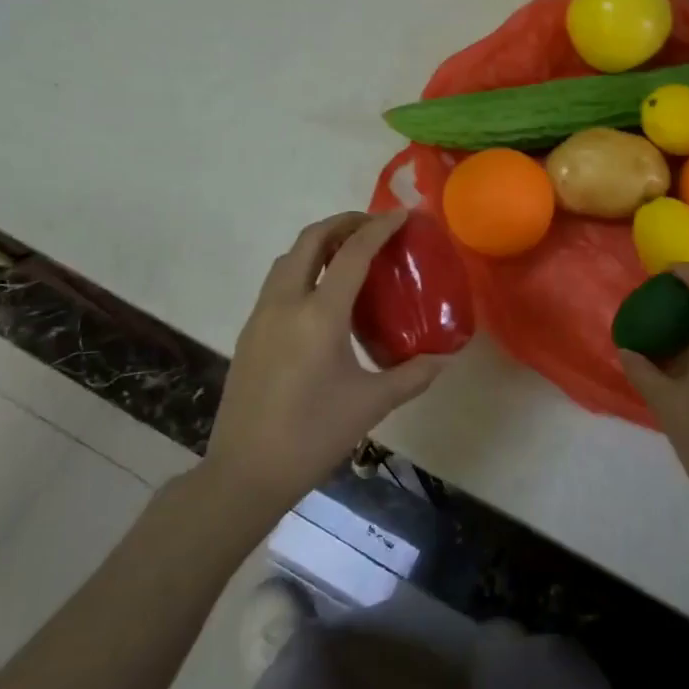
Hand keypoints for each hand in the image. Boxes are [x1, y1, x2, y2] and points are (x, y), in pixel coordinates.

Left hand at [204, 211, 449, 516]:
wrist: (245, 473)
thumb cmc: (313, 436)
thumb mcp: (371, 405)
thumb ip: (412, 376)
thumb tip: (444, 358)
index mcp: (318, 316)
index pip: (352, 254)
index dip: (379, 228)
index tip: (402, 215)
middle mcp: (285, 303)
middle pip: (311, 240)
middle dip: (344, 223)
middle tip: (374, 227)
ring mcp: (261, 316)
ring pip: (289, 258)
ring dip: (319, 243)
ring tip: (350, 254)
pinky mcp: (249, 332)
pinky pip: (278, 281)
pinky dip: (303, 268)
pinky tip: (323, 295)